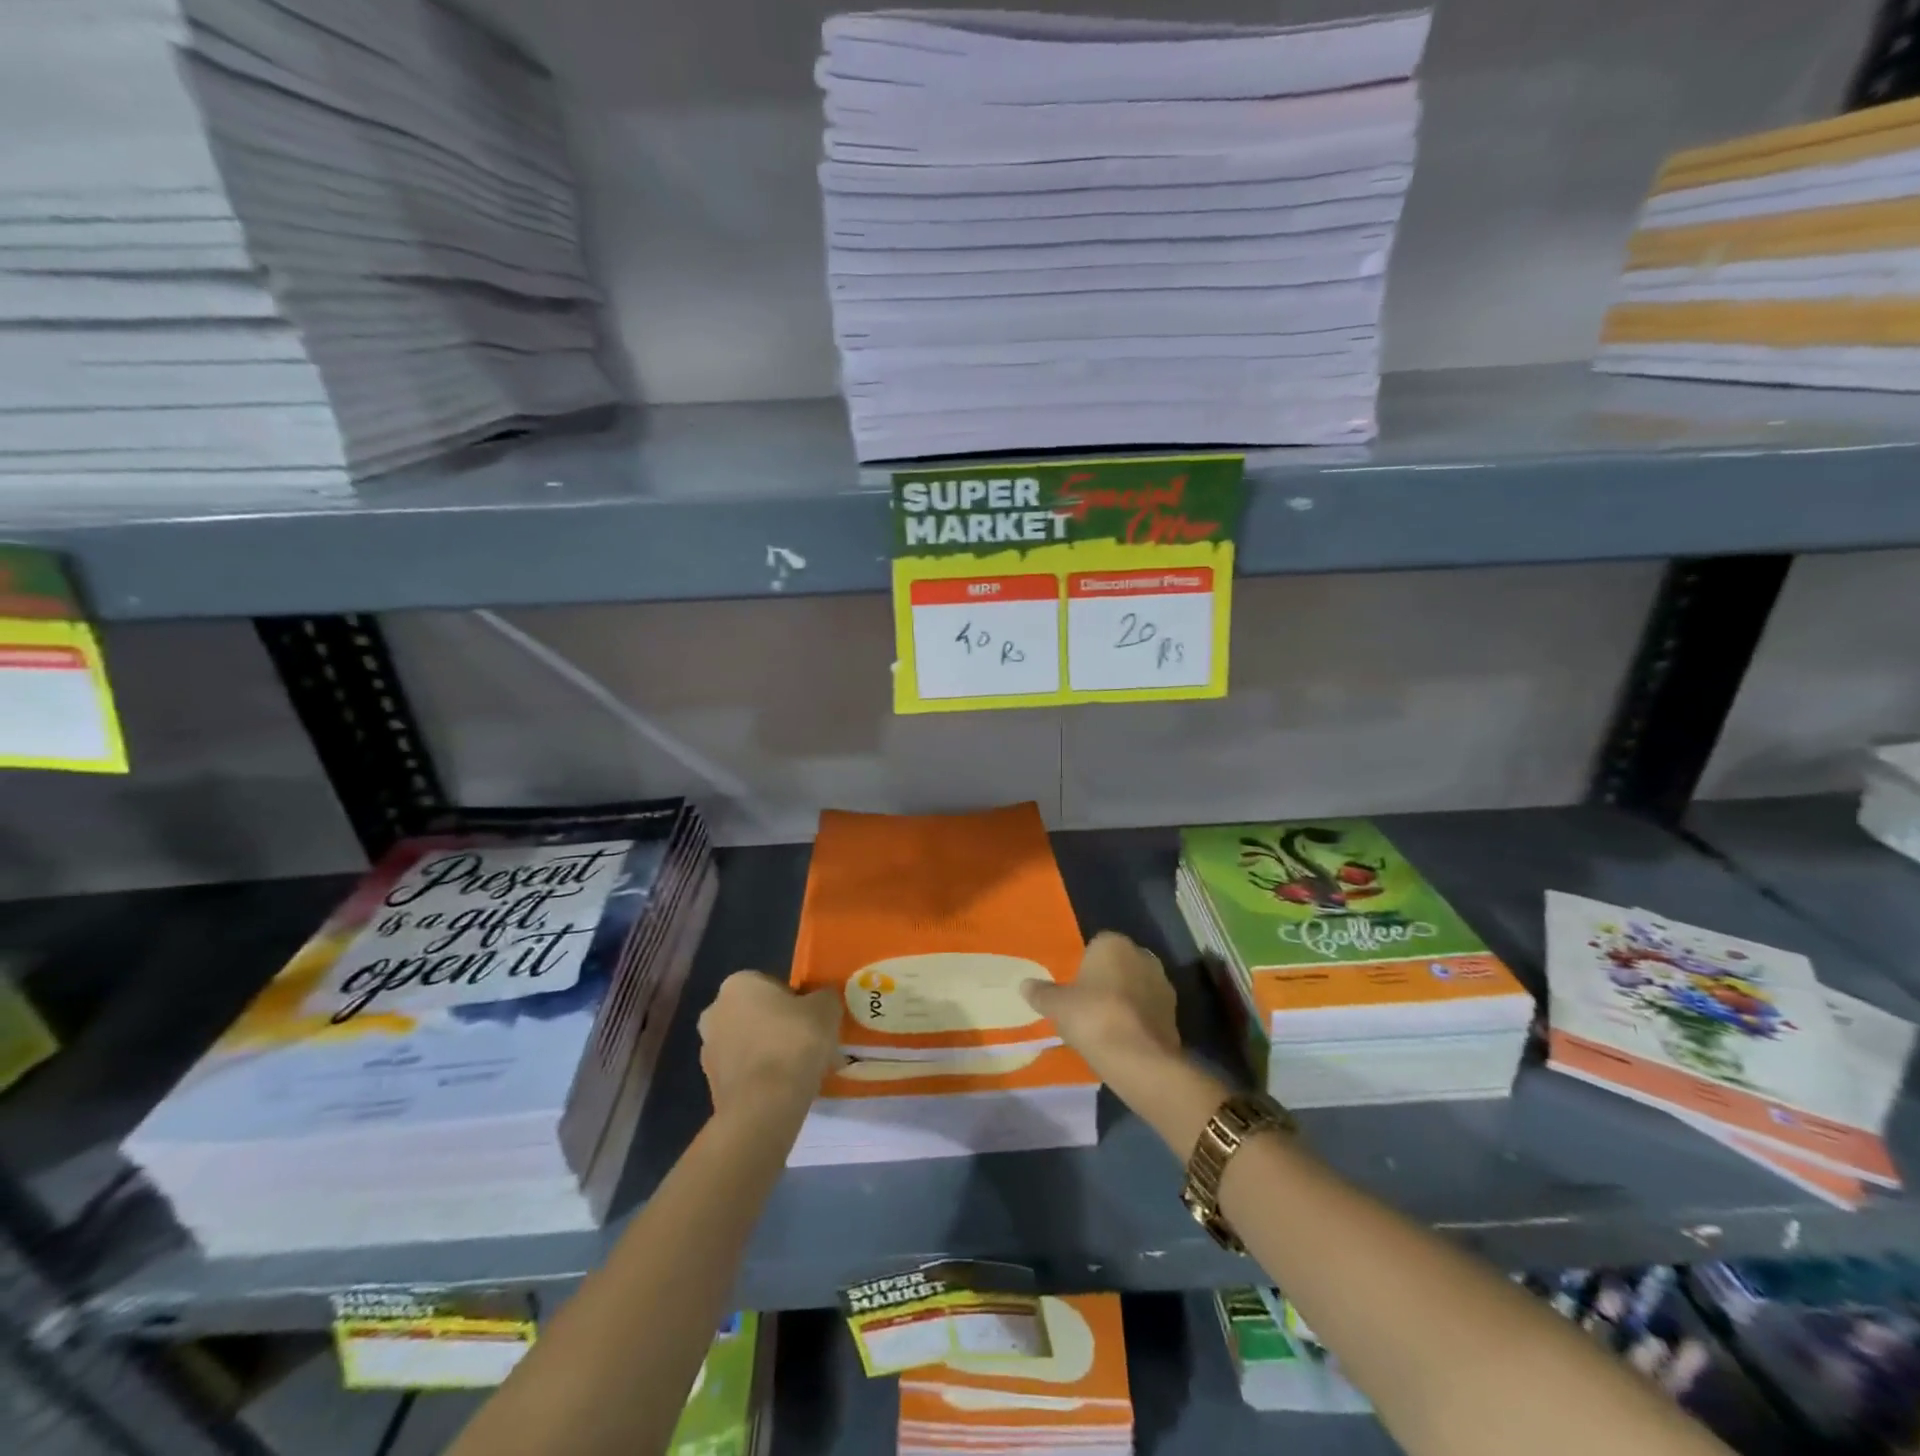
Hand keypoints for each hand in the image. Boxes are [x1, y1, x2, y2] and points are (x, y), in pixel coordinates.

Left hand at [697, 972, 842, 1117]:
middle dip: (780, 1027)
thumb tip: (822, 999)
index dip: (796, 1001)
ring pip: (751, 1044)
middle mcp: (715, 1012)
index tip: (813, 1019)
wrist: (764, 1105)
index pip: (771, 984)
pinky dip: (764, 1077)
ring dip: (772, 1053)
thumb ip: (824, 997)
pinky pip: (746, 1072)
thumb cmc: (794, 1042)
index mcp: (738, 984)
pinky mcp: (712, 1085)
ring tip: (803, 1071)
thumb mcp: (826, 1008)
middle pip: (758, 1014)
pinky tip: (787, 1089)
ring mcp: (709, 1050)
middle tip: (809, 1044)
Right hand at [1022, 931, 1180, 1076]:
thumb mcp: (1057, 1006)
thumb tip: (1024, 985)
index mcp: (1113, 943)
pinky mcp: (1175, 1012)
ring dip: (1124, 1001)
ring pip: (1135, 987)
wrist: (1138, 1057)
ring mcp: (1162, 983)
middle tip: (1086, 1007)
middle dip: (1106, 981)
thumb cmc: (1093, 1017)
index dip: (1084, 968)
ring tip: (1104, 1027)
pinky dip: (1137, 1019)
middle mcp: (1142, 955)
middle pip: (1117, 965)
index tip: (1074, 990)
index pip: (1095, 946)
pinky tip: (1123, 1039)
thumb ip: (1041, 993)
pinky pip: (1148, 1010)